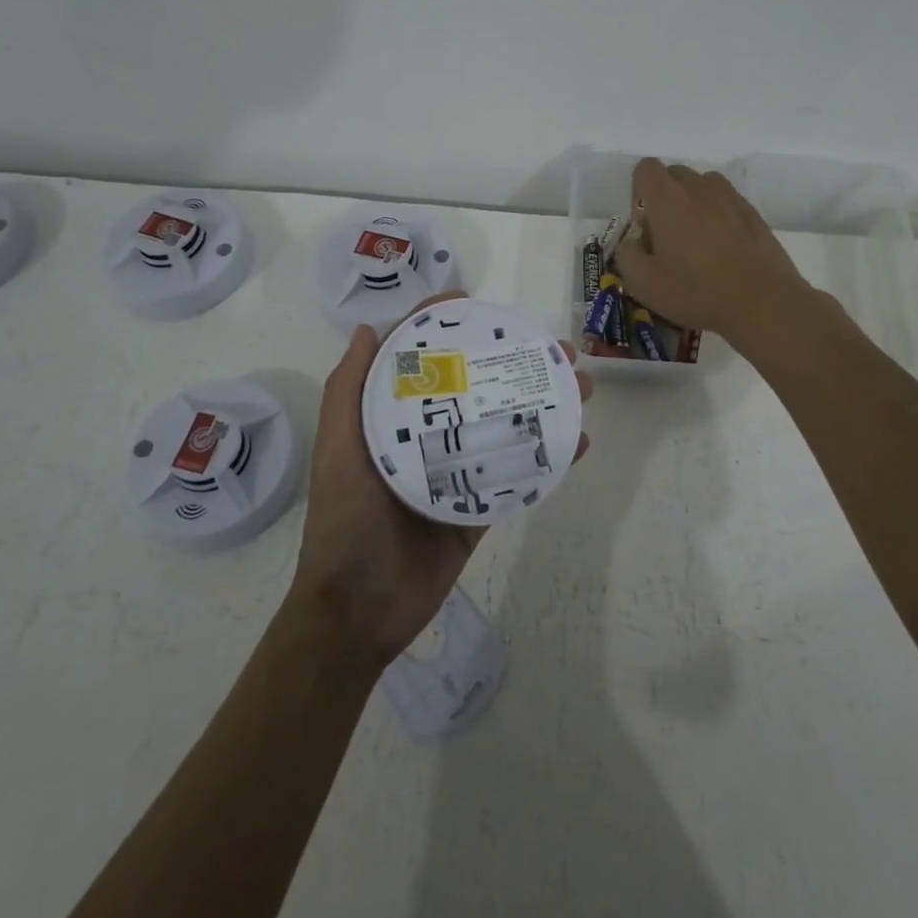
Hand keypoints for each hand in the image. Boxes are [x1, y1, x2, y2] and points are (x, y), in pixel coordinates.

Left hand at [284, 294, 591, 668]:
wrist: (360, 611)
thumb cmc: (344, 521)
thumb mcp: (337, 449)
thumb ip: (347, 391)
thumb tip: (368, 329)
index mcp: (391, 419)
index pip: (420, 361)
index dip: (444, 328)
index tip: (477, 306)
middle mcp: (427, 436)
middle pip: (474, 386)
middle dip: (513, 361)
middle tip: (553, 346)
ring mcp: (458, 471)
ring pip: (505, 424)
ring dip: (543, 402)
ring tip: (580, 383)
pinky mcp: (479, 507)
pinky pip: (519, 475)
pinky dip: (550, 457)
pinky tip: (578, 440)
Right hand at [611, 159, 815, 355]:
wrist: (762, 302)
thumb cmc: (696, 291)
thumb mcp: (643, 283)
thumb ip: (626, 254)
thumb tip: (635, 241)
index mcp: (667, 199)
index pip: (646, 168)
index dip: (638, 192)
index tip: (645, 225)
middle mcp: (698, 188)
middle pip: (674, 174)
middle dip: (664, 197)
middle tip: (667, 237)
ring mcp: (730, 197)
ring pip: (702, 185)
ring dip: (692, 203)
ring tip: (697, 240)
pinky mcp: (752, 212)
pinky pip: (725, 201)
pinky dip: (717, 214)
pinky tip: (722, 249)